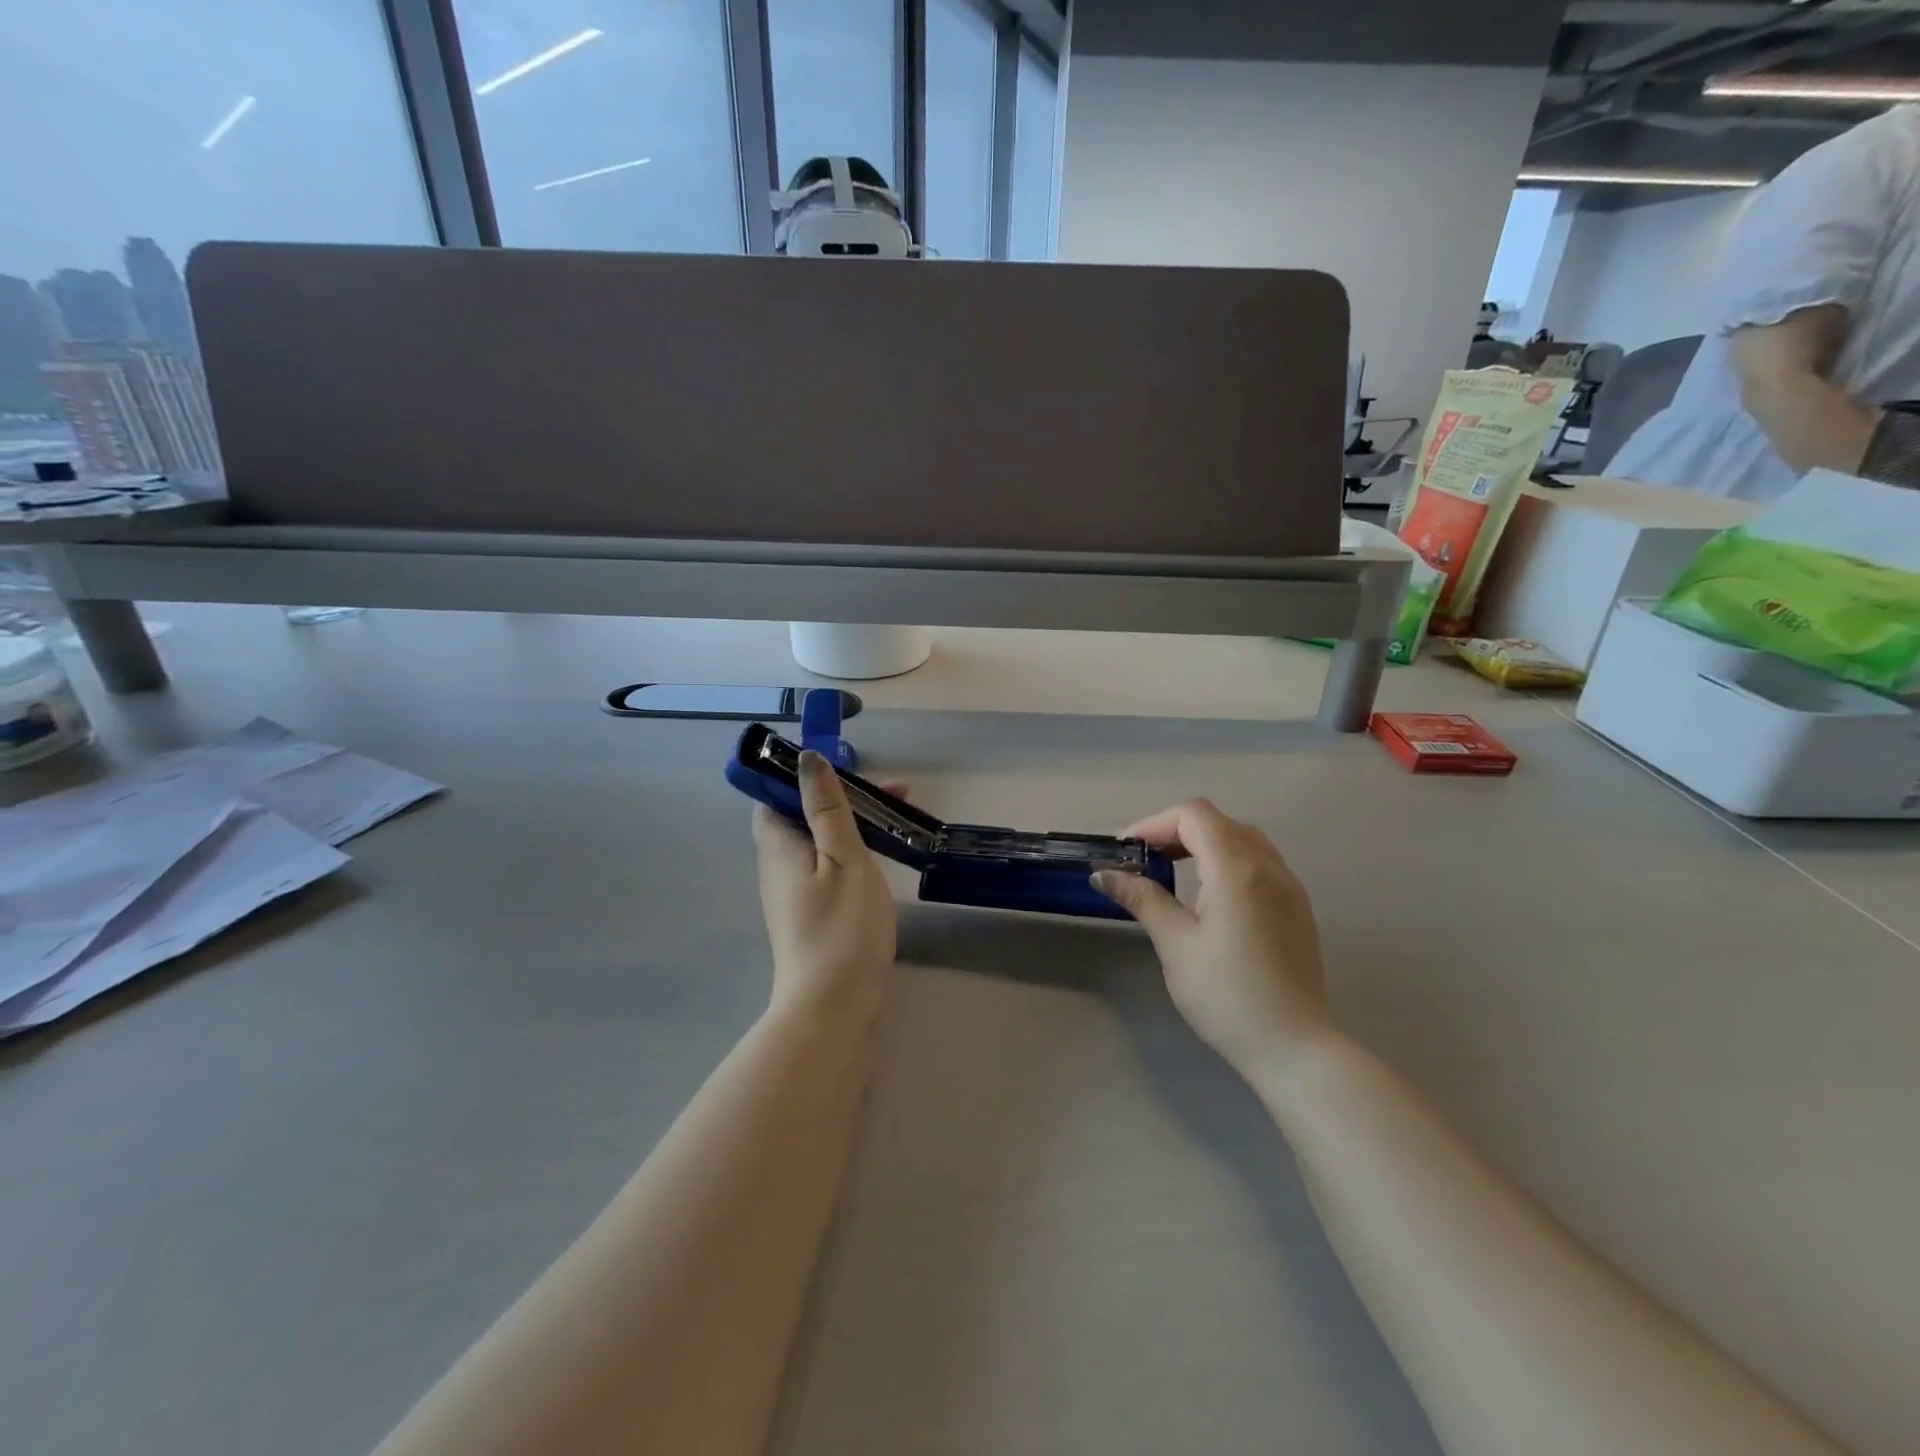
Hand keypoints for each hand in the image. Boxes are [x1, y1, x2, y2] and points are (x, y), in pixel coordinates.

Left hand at [754, 751, 897, 1022]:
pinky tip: (884, 856)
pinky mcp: (811, 913)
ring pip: (819, 841)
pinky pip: (828, 866)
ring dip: (854, 823)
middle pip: (803, 815)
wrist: (833, 1007)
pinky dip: (853, 851)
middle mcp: (777, 866)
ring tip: (901, 819)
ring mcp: (793, 893)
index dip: (805, 775)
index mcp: (778, 845)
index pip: (774, 795)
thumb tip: (806, 759)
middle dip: (845, 797)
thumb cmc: (841, 926)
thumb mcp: (843, 856)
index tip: (849, 770)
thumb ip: (827, 807)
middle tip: (897, 794)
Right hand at [1093, 800, 1332, 1079]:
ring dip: (1203, 843)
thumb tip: (1104, 874)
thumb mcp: (1176, 944)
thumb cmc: (1227, 994)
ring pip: (1242, 839)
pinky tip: (1210, 894)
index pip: (1194, 816)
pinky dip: (1228, 860)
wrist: (1293, 1047)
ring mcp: (1289, 886)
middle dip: (1175, 831)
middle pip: (1218, 822)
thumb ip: (1142, 899)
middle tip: (1143, 860)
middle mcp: (1269, 866)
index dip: (1154, 824)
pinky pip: (1259, 862)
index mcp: (1237, 869)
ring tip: (1173, 872)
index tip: (1126, 851)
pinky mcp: (1297, 908)